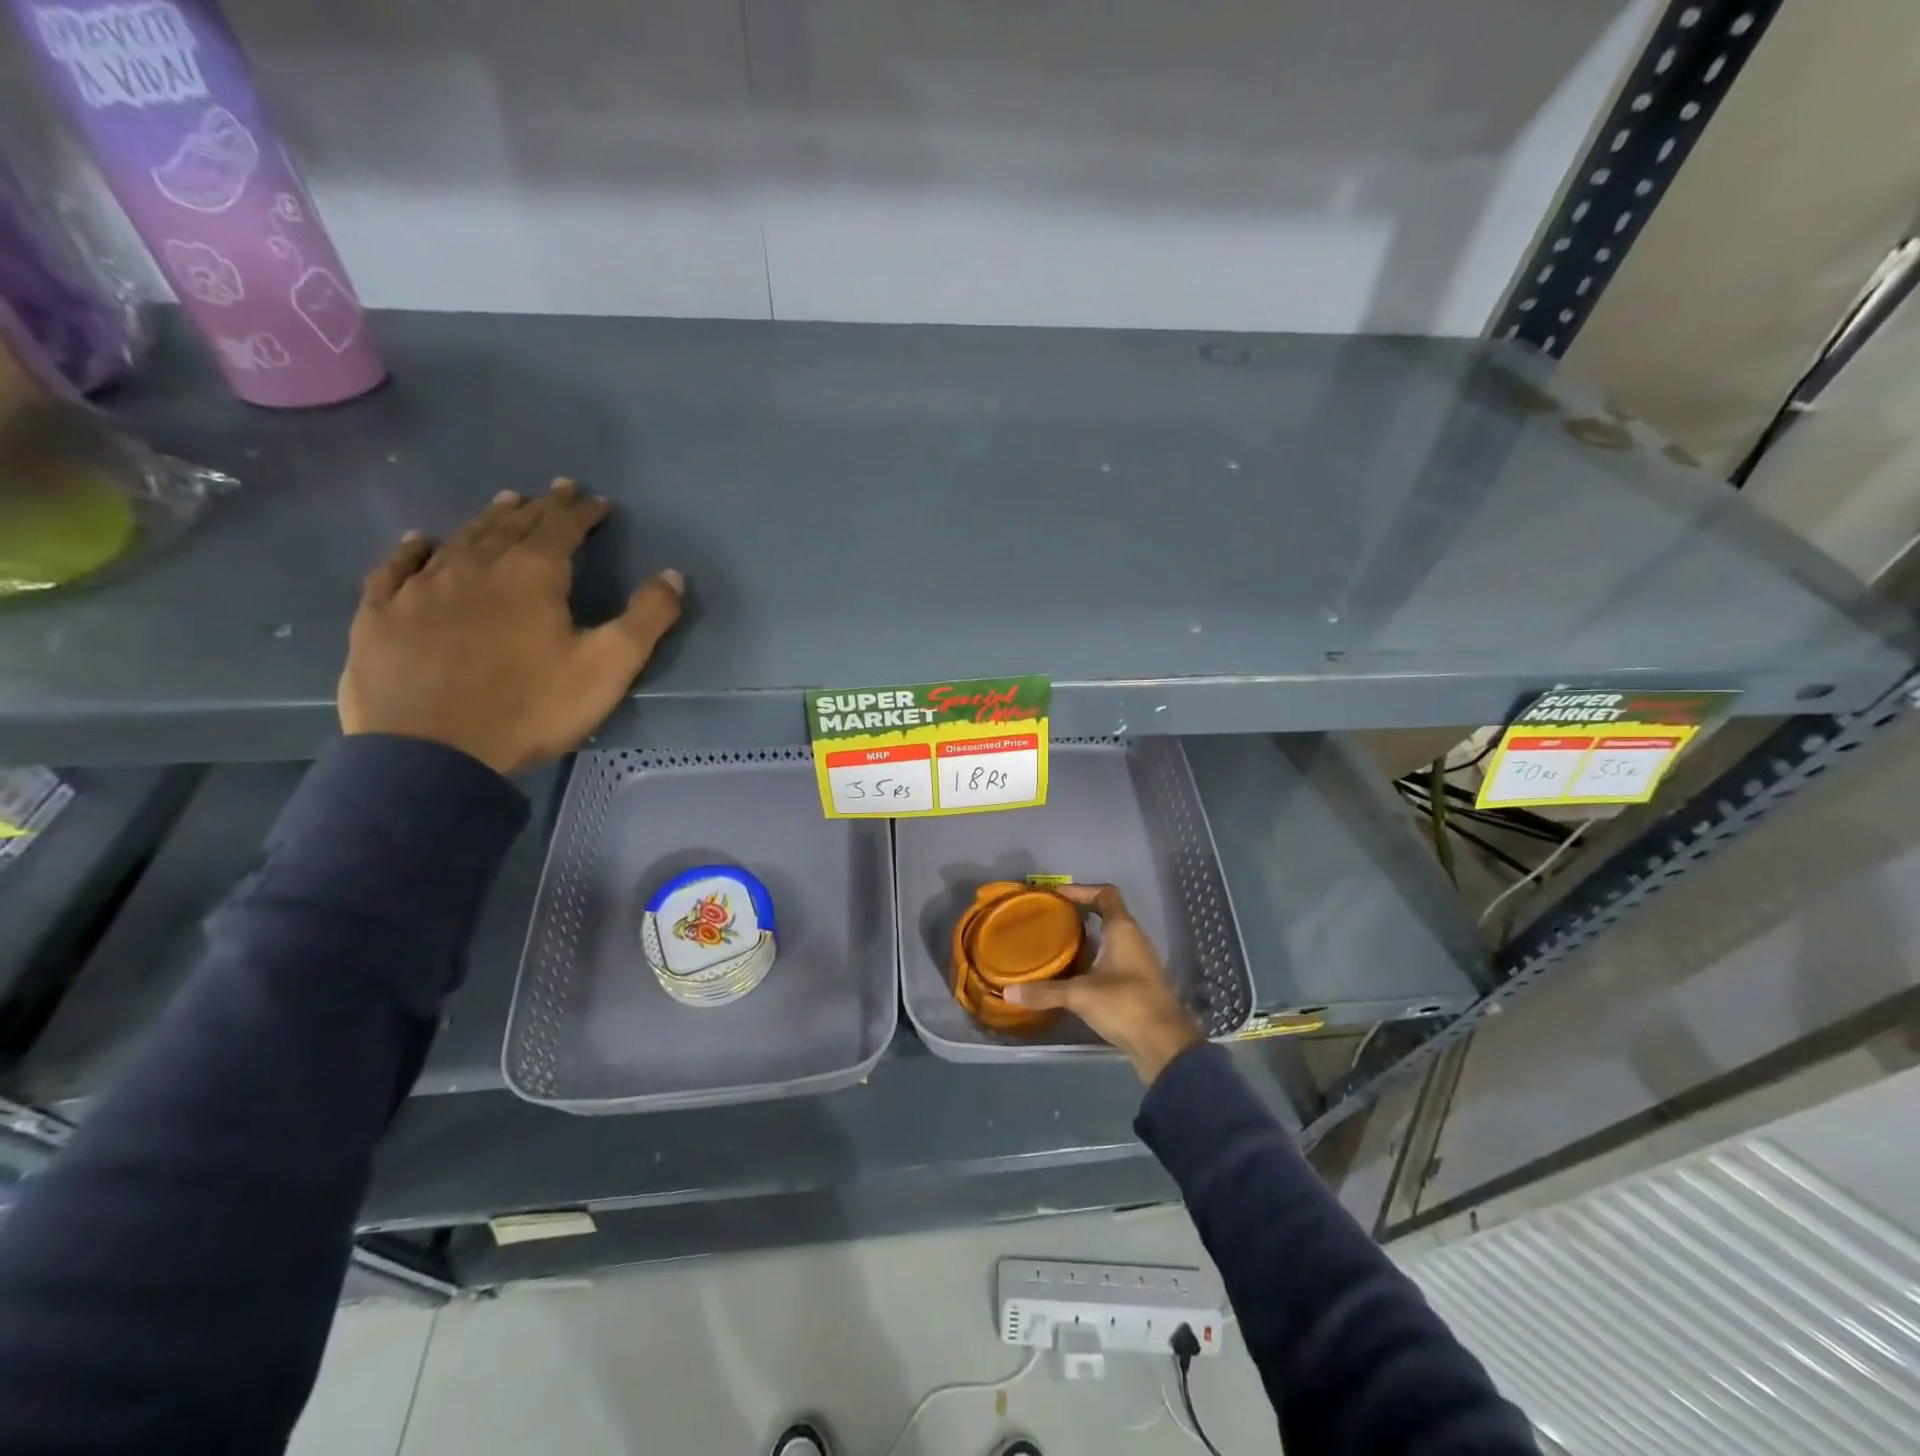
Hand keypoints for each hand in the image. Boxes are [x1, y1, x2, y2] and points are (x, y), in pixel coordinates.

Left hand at [339, 479, 682, 775]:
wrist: (434, 753)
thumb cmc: (532, 708)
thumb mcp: (609, 666)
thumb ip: (647, 618)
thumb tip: (673, 575)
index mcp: (532, 575)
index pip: (562, 529)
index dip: (582, 513)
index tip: (597, 502)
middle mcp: (475, 566)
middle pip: (511, 526)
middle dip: (539, 507)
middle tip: (555, 490)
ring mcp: (422, 588)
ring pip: (460, 539)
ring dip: (487, 519)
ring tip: (504, 503)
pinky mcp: (381, 615)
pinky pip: (397, 568)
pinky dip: (413, 549)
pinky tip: (420, 541)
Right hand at [1004, 884, 1203, 1084]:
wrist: (1164, 1045)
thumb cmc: (1126, 1005)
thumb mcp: (1081, 996)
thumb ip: (1045, 992)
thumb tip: (1008, 992)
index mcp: (1124, 930)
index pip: (1106, 895)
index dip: (1082, 890)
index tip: (1057, 895)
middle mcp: (1134, 940)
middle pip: (1107, 914)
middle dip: (1079, 913)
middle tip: (1050, 917)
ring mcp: (1138, 963)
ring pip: (1110, 938)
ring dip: (1086, 937)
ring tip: (1055, 942)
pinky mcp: (1136, 984)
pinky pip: (1112, 959)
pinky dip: (1092, 959)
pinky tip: (1072, 972)